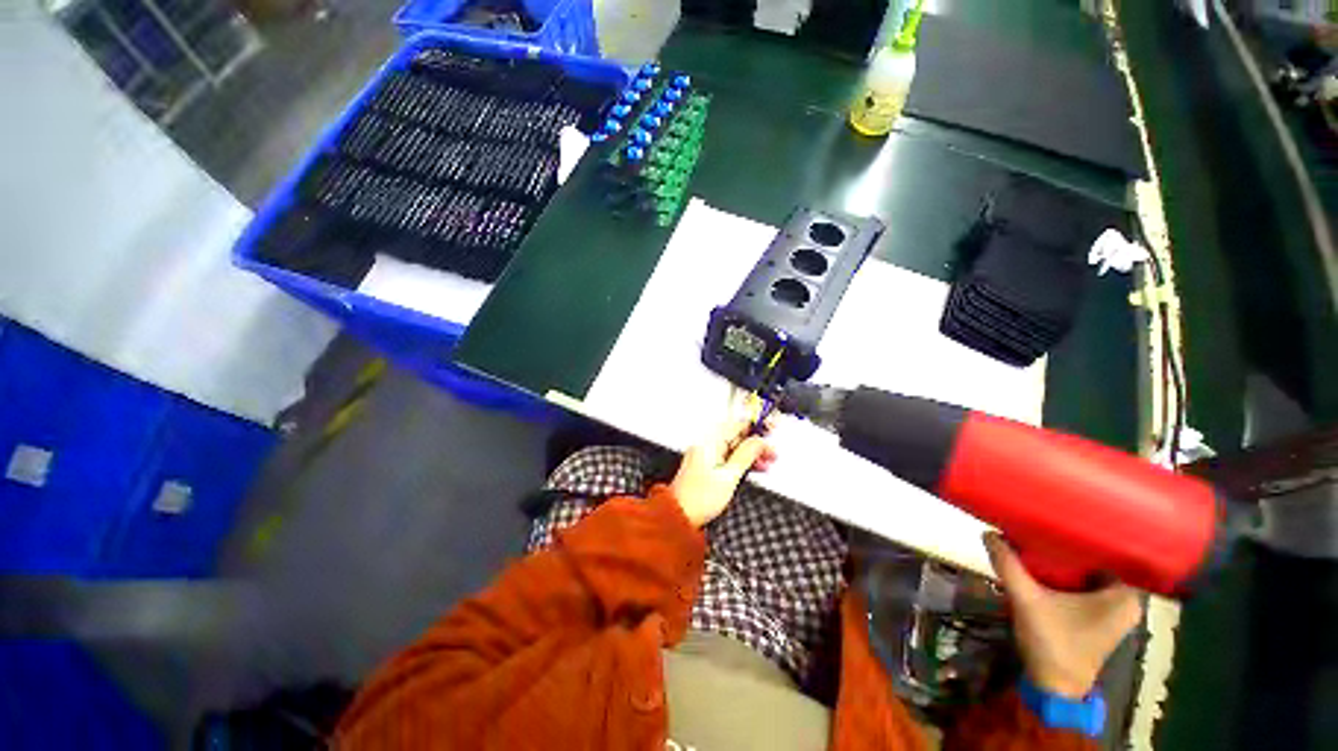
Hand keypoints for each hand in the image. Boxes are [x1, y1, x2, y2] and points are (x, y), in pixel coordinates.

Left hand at [670, 416, 776, 526]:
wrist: (680, 517)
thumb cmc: (699, 499)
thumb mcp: (729, 476)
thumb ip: (746, 455)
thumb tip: (759, 441)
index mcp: (709, 442)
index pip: (737, 425)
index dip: (756, 427)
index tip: (770, 431)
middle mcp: (706, 445)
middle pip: (736, 435)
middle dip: (756, 443)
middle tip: (771, 452)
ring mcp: (706, 455)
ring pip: (734, 447)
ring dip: (751, 453)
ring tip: (767, 462)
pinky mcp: (707, 465)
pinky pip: (728, 456)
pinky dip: (742, 461)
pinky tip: (755, 468)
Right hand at [984, 532, 1143, 698]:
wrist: (1054, 686)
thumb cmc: (1053, 643)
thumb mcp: (1027, 600)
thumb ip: (1009, 566)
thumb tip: (988, 532)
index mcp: (1124, 597)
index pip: (1118, 551)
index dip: (1095, 531)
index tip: (1070, 512)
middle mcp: (1128, 602)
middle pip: (1105, 561)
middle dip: (1079, 543)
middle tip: (1052, 519)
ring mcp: (1116, 612)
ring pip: (1097, 573)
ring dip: (1075, 558)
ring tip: (1050, 534)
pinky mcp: (1102, 618)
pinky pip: (1092, 585)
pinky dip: (1075, 573)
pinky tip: (1053, 563)